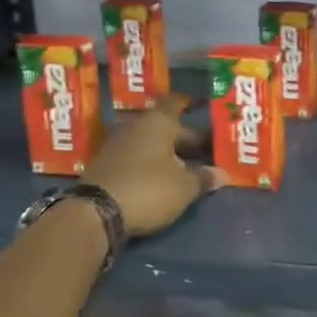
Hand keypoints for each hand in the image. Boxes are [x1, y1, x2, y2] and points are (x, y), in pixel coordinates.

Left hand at [83, 94, 220, 236]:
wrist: (95, 213)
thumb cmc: (148, 190)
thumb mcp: (184, 187)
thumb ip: (203, 178)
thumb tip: (221, 174)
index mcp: (157, 123)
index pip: (176, 102)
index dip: (190, 103)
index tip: (203, 105)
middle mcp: (136, 128)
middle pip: (167, 127)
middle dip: (188, 138)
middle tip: (210, 148)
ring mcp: (118, 147)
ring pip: (152, 143)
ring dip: (171, 153)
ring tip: (192, 165)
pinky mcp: (108, 167)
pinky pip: (138, 158)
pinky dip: (154, 164)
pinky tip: (166, 178)